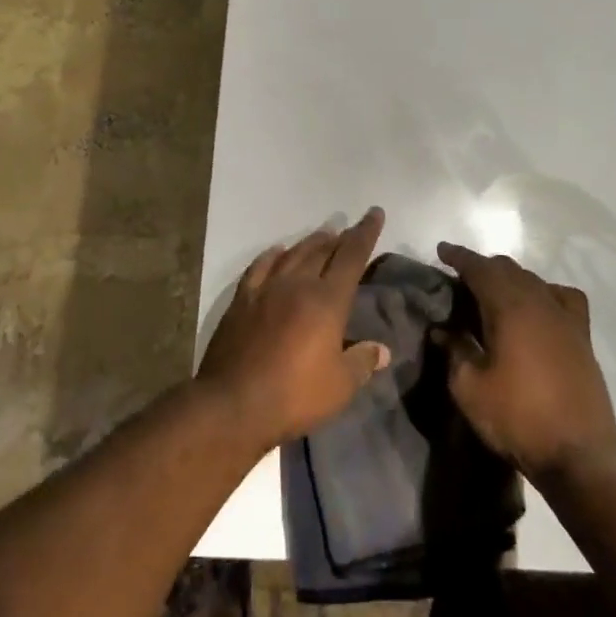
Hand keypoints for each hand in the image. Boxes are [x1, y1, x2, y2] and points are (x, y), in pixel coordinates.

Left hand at [198, 209, 391, 452]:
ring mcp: (266, 289)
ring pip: (293, 254)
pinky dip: (271, 255)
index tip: (374, 214)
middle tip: (348, 230)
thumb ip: (362, 362)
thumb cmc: (294, 395)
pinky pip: (259, 267)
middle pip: (322, 251)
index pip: (352, 256)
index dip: (365, 233)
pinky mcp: (241, 301)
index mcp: (327, 300)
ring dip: (310, 243)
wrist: (233, 403)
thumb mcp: (339, 386)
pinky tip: (277, 252)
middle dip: (339, 237)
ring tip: (322, 236)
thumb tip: (382, 350)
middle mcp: (297, 284)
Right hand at [437, 242, 615, 481]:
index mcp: (509, 308)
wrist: (579, 452)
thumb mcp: (470, 388)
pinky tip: (539, 306)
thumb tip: (442, 330)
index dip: (459, 257)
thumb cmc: (517, 418)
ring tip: (493, 290)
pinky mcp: (582, 336)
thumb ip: (454, 351)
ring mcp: (565, 318)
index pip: (480, 269)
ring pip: (534, 280)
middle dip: (482, 266)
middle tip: (460, 276)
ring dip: (510, 278)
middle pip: (508, 269)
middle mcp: (540, 302)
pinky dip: (545, 291)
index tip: (441, 250)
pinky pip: (563, 297)